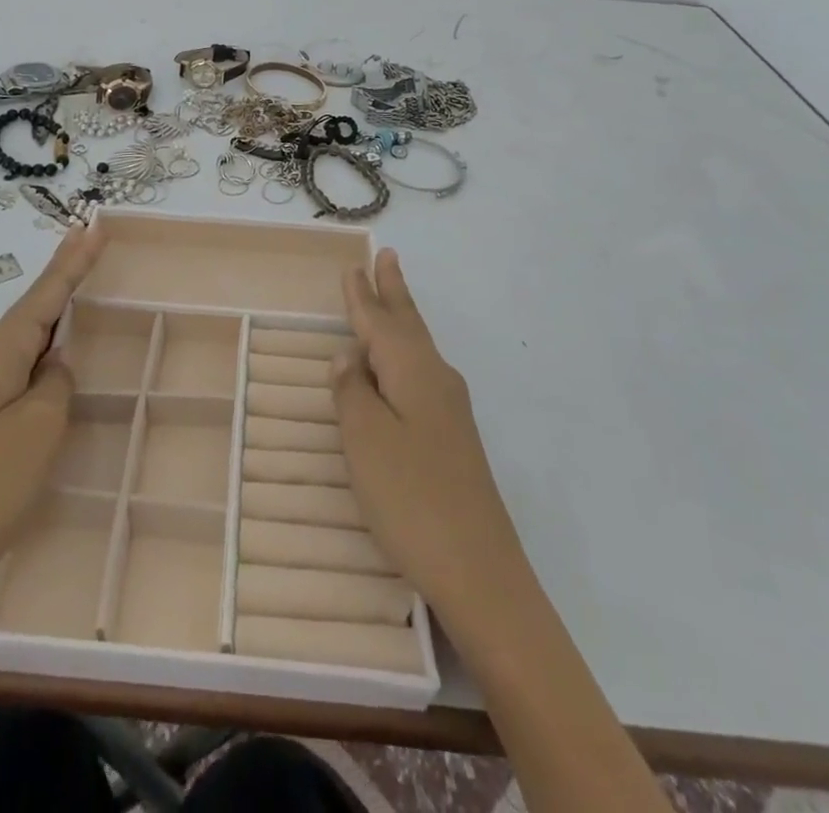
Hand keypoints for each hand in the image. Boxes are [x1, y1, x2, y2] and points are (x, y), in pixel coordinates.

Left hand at [0, 226, 103, 601]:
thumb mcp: (40, 428)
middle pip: (32, 308)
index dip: (73, 262)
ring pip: (25, 337)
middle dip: (62, 276)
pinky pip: (17, 365)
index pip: (45, 294)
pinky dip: (41, 348)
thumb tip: (55, 366)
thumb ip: (57, 383)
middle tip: (89, 241)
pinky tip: (53, 353)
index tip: (92, 225)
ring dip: (53, 311)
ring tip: (78, 284)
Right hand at [332, 249, 532, 632]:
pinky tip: (401, 367)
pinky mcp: (454, 438)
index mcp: (413, 372)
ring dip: (402, 319)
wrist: (480, 571)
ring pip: (418, 349)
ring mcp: (450, 411)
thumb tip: (348, 355)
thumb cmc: (411, 498)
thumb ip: (352, 392)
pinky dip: (405, 355)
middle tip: (387, 256)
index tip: (353, 265)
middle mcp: (437, 380)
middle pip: (409, 325)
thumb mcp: (366, 441)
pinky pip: (422, 375)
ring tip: (390, 296)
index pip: (380, 323)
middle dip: (394, 291)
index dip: (362, 296)